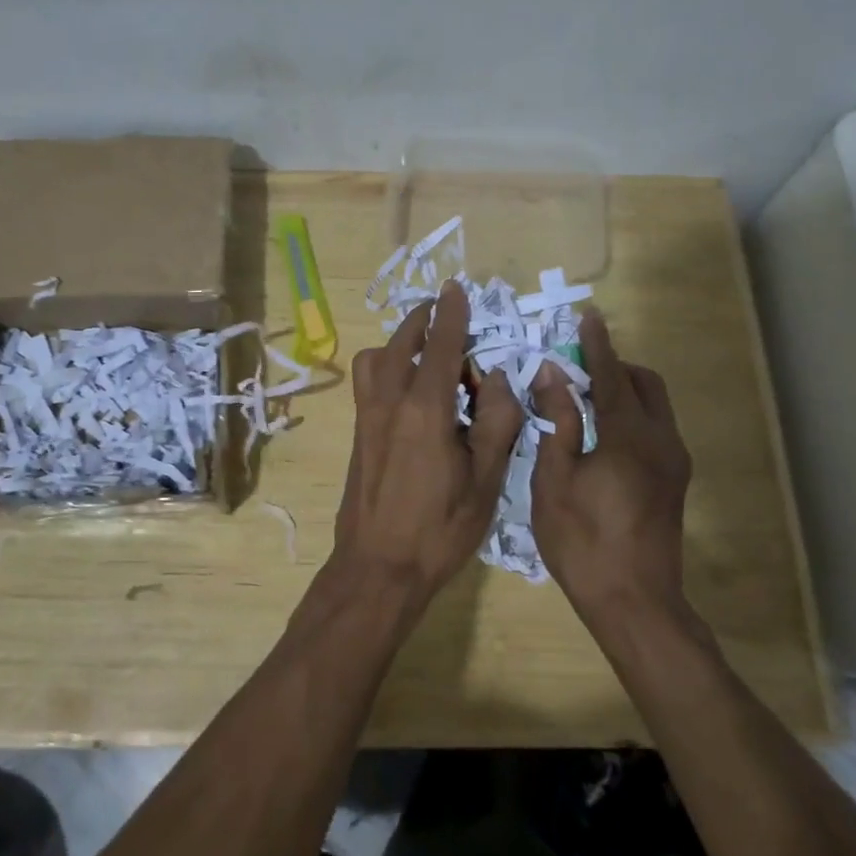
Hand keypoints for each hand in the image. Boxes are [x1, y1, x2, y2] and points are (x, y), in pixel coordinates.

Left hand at [334, 281, 524, 598]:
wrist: (378, 567)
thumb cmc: (440, 528)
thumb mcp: (486, 479)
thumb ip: (498, 421)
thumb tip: (499, 378)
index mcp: (425, 409)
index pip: (442, 345)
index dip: (452, 314)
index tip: (456, 287)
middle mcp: (389, 402)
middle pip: (402, 343)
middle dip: (424, 321)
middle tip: (446, 318)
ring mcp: (366, 417)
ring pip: (376, 359)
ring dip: (401, 343)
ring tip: (428, 352)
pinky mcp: (356, 433)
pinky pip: (368, 381)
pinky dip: (387, 366)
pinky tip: (410, 389)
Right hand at [531, 312, 712, 646]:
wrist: (635, 602)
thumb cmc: (582, 541)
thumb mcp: (554, 480)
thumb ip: (557, 422)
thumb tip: (552, 376)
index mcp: (628, 436)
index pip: (612, 376)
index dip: (596, 345)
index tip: (588, 316)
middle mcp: (661, 441)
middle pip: (645, 383)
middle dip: (615, 366)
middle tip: (576, 368)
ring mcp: (674, 463)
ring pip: (655, 406)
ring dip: (625, 390)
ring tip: (584, 399)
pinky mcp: (675, 481)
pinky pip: (656, 428)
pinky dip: (632, 415)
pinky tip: (601, 434)